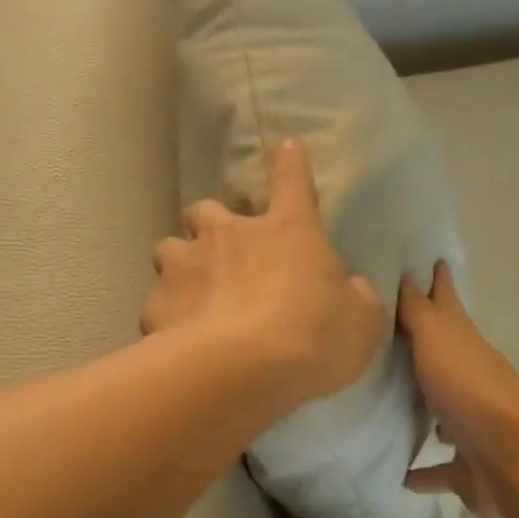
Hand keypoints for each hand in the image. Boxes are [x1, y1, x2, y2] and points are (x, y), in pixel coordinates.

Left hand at [142, 139, 387, 410]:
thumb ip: (357, 299)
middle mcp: (230, 235)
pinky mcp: (157, 303)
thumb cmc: (314, 338)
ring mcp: (186, 265)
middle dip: (210, 224)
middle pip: (206, 210)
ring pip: (168, 247)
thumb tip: (353, 288)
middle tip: (221, 251)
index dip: (291, 164)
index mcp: (288, 231)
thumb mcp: (361, 322)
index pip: (293, 182)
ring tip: (189, 290)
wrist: (244, 370)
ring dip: (180, 263)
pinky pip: (157, 301)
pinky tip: (176, 335)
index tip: (288, 147)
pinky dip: (166, 313)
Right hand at [398, 261, 518, 517]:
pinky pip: (438, 469)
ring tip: (387, 407)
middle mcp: (470, 381)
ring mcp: (472, 425)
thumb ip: (419, 310)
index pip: (448, 304)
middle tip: (391, 337)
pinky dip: (422, 472)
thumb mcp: (437, 339)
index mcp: (464, 345)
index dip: (440, 283)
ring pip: (442, 414)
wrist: (510, 456)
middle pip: (444, 358)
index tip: (433, 260)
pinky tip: (399, 474)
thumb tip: (410, 273)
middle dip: (425, 348)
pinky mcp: (467, 467)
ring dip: (423, 411)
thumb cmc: (469, 387)